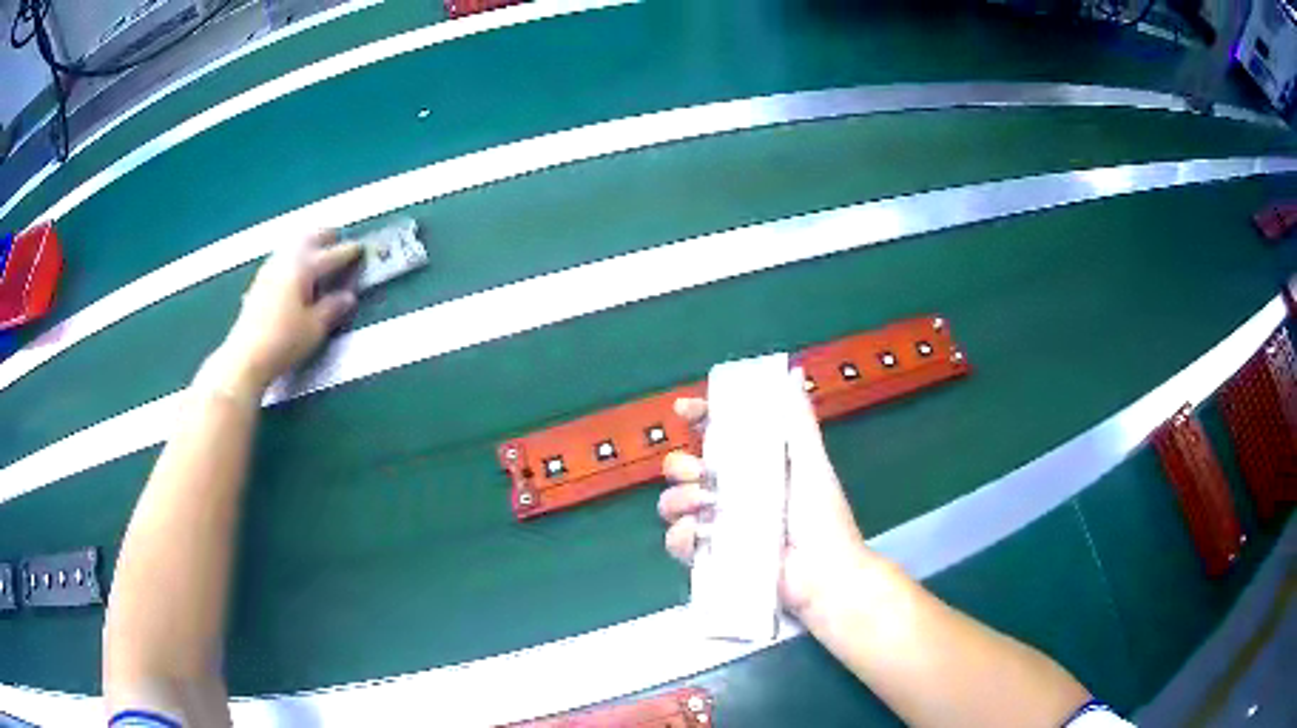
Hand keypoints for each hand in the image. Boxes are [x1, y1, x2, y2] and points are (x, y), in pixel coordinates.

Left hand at [210, 231, 360, 394]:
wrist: (246, 357)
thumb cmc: (282, 342)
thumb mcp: (315, 328)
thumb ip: (333, 308)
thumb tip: (346, 298)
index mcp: (303, 267)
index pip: (332, 254)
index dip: (349, 252)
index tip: (359, 250)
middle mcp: (285, 261)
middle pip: (308, 237)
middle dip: (324, 235)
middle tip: (336, 237)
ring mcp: (269, 270)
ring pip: (292, 245)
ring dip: (306, 244)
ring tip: (315, 250)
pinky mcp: (259, 283)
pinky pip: (281, 259)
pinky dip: (293, 257)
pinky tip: (295, 271)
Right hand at [658, 375, 869, 617]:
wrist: (823, 571)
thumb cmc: (821, 515)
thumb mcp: (810, 462)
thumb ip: (798, 421)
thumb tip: (793, 374)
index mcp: (751, 465)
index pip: (713, 434)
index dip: (695, 418)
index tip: (684, 409)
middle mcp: (728, 492)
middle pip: (681, 468)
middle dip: (680, 465)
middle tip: (702, 474)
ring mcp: (716, 525)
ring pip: (672, 503)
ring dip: (679, 499)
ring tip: (704, 504)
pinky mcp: (710, 557)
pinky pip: (677, 542)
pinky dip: (682, 535)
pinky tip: (700, 533)